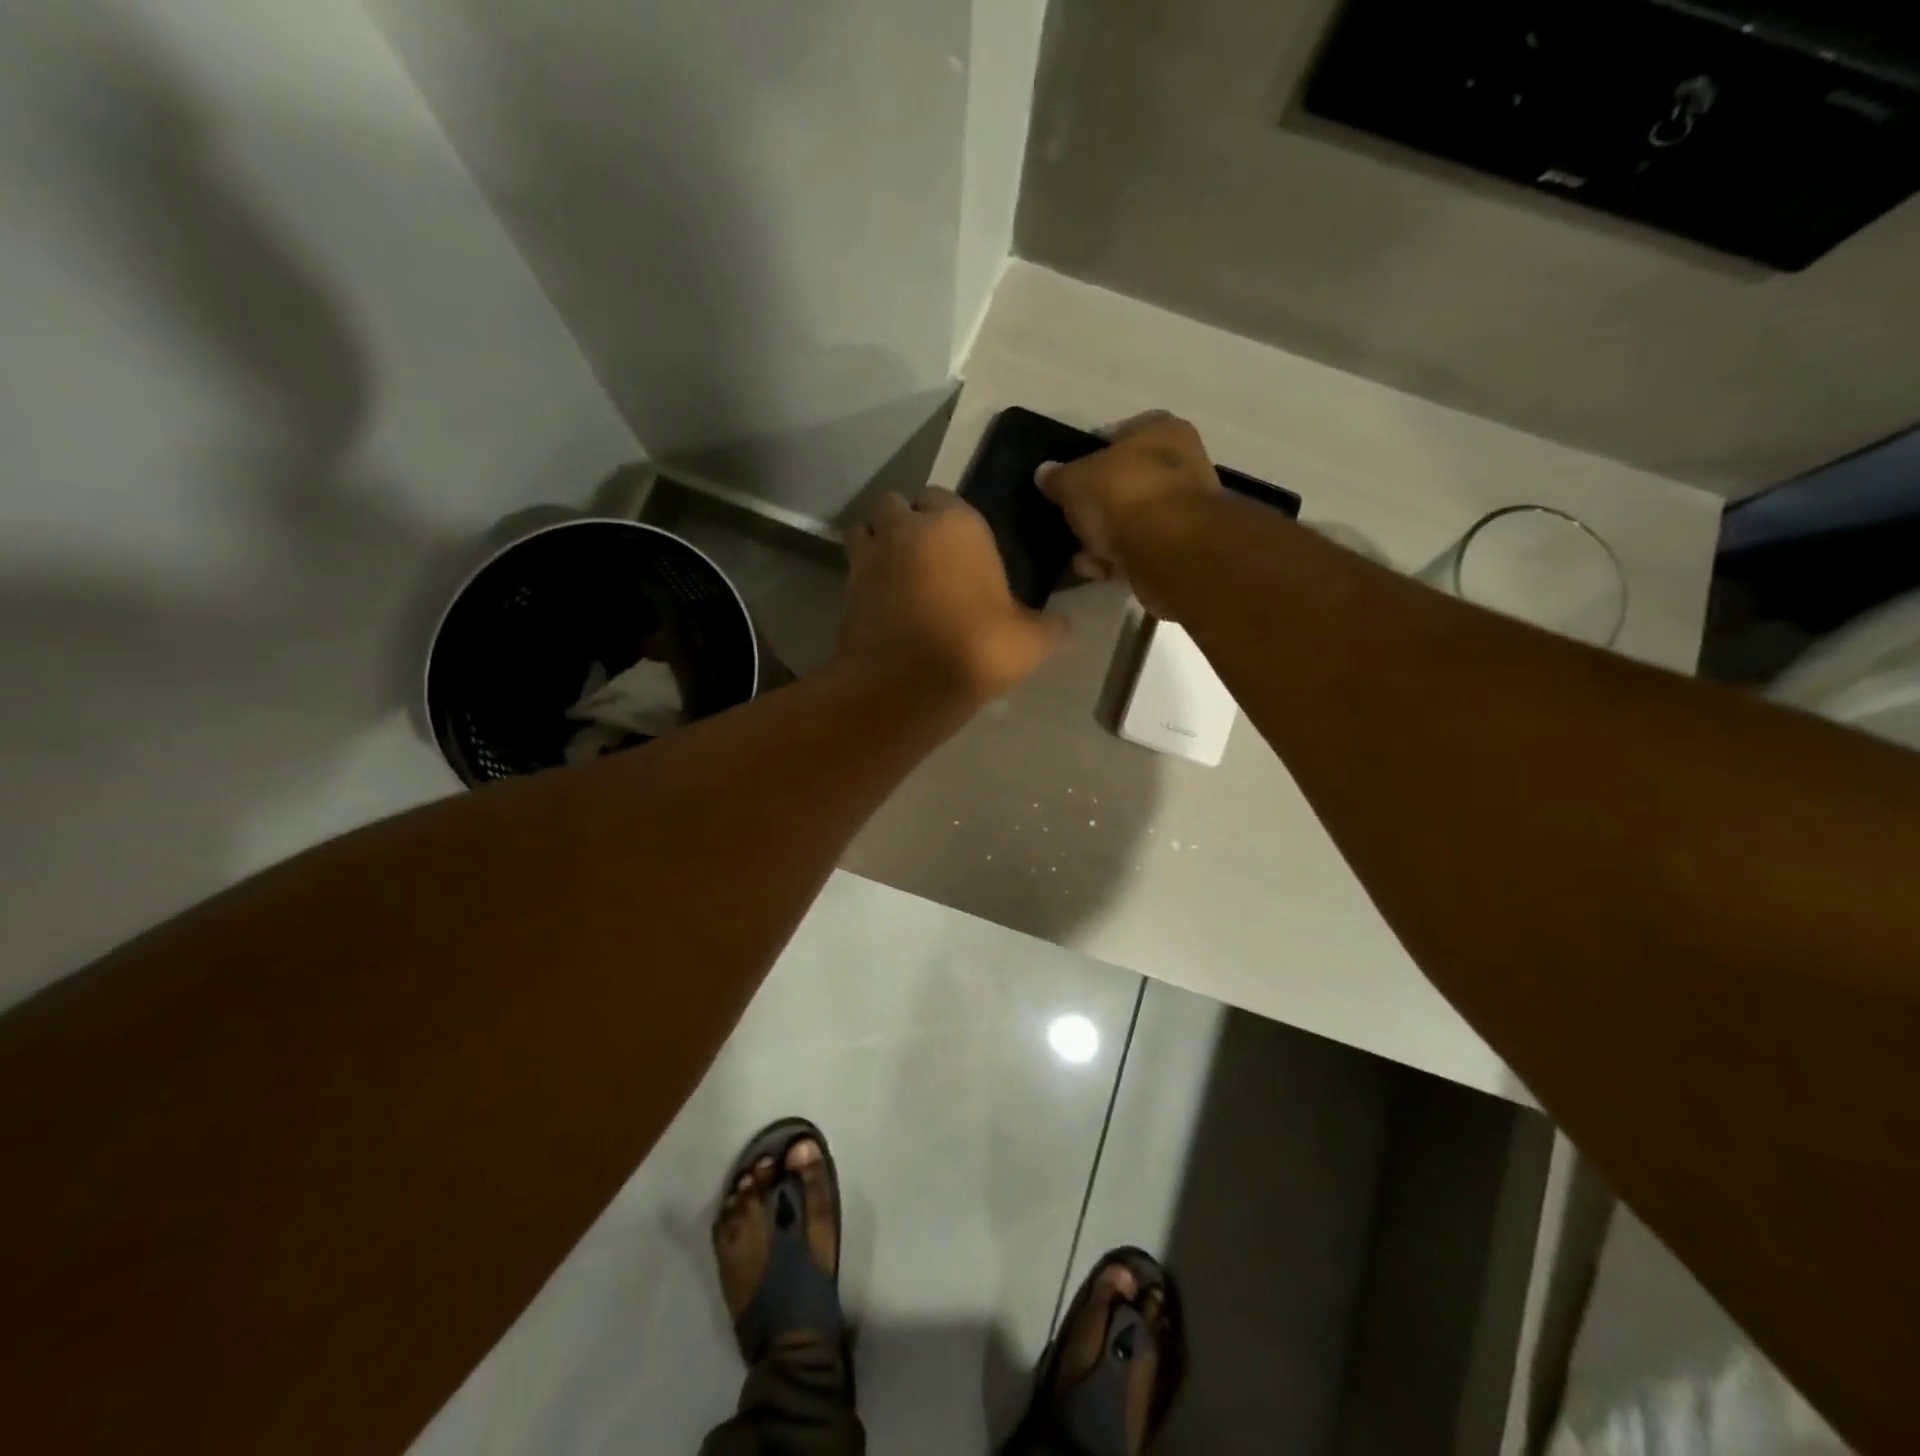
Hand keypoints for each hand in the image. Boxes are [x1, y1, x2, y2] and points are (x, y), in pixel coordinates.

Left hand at [834, 488, 1068, 707]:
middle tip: (925, 558)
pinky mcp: (844, 587)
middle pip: (897, 505)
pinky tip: (880, 604)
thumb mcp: (1029, 642)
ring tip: (895, 574)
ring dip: (877, 543)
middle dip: (906, 523)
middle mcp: (908, 527)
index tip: (961, 549)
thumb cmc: (976, 648)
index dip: (950, 521)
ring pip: (866, 530)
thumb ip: (1051, 628)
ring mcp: (870, 555)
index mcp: (957, 524)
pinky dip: (862, 577)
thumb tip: (1066, 627)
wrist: (906, 687)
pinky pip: (852, 568)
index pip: (945, 497)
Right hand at [1036, 413, 1221, 616]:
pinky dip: (1120, 559)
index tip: (1066, 483)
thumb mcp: (1074, 481)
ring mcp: (1185, 506)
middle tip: (1071, 522)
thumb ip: (1057, 477)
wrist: (1169, 550)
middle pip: (1123, 482)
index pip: (1116, 436)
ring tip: (1082, 556)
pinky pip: (1141, 549)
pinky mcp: (1183, 547)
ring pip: (1131, 520)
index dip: (1086, 458)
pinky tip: (1100, 571)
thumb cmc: (1122, 496)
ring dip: (1104, 539)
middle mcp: (1180, 461)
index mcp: (1159, 429)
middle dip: (1095, 507)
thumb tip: (1045, 473)